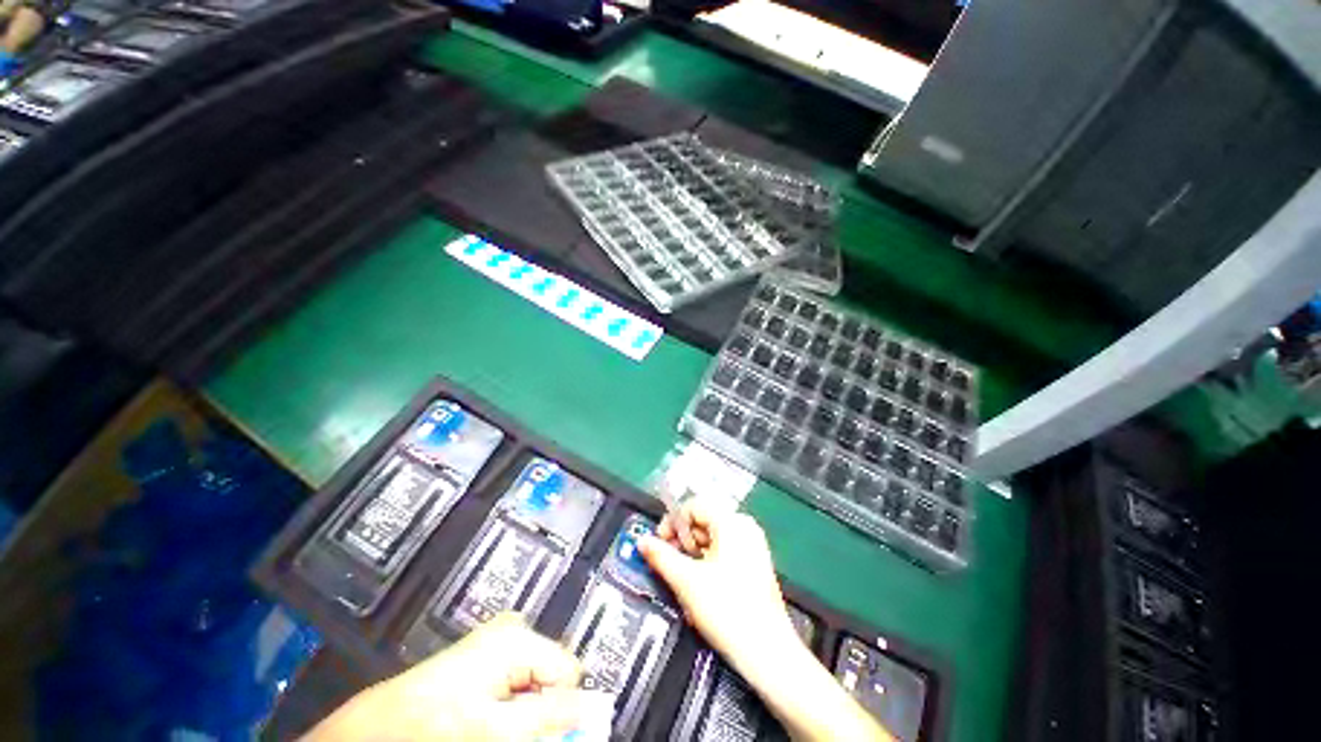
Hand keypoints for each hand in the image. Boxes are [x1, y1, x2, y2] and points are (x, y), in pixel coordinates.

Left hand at [305, 613, 589, 740]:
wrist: (382, 725)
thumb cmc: (438, 722)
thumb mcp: (496, 728)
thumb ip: (548, 716)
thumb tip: (593, 709)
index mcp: (519, 637)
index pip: (569, 671)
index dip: (562, 708)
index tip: (545, 735)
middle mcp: (514, 631)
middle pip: (552, 677)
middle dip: (542, 710)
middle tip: (515, 735)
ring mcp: (500, 642)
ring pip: (535, 684)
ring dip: (526, 713)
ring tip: (496, 728)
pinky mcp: (488, 655)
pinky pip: (517, 684)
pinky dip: (511, 708)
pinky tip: (488, 721)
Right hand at [641, 500, 893, 740]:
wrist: (766, 652)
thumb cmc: (725, 609)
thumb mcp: (686, 580)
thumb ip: (661, 556)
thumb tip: (641, 540)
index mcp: (731, 521)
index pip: (693, 506)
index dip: (672, 522)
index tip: (659, 545)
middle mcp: (745, 525)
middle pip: (704, 519)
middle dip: (683, 538)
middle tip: (670, 563)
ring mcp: (753, 544)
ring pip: (713, 536)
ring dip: (693, 551)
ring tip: (684, 576)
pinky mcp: (756, 562)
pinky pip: (725, 549)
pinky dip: (708, 559)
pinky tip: (702, 583)